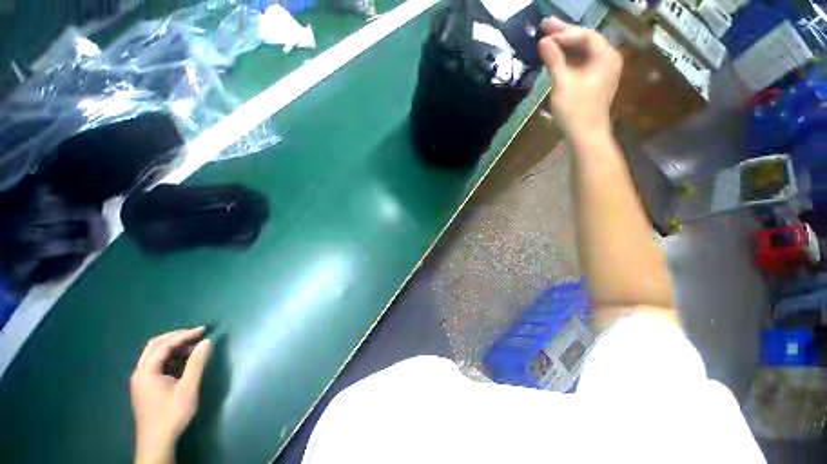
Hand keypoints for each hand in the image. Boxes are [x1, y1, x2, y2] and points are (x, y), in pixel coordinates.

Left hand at [131, 327, 211, 463]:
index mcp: (146, 371)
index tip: (203, 330)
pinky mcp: (145, 387)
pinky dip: (170, 357)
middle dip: (176, 337)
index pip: (164, 345)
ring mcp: (141, 380)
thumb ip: (197, 363)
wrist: (157, 441)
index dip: (184, 335)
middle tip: (196, 334)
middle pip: (155, 346)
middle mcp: (140, 372)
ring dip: (173, 346)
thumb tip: (207, 341)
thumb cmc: (172, 413)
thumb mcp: (188, 387)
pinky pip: (156, 364)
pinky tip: (183, 360)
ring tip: (193, 347)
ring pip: (154, 354)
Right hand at [538, 17, 622, 136]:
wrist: (586, 135)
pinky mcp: (595, 81)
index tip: (545, 35)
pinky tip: (556, 57)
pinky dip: (569, 59)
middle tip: (545, 25)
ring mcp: (602, 71)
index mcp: (605, 56)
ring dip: (565, 46)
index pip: (585, 35)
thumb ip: (554, 60)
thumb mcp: (563, 83)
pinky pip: (582, 63)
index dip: (565, 33)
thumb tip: (543, 41)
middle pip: (585, 41)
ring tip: (548, 38)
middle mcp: (608, 59)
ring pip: (583, 52)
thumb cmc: (576, 109)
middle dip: (564, 34)